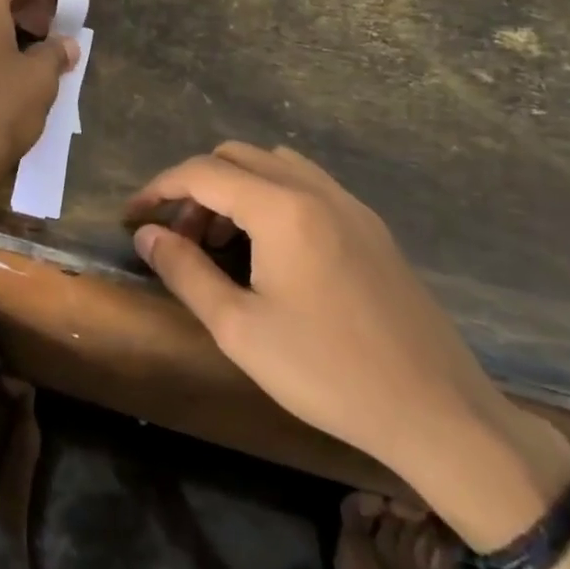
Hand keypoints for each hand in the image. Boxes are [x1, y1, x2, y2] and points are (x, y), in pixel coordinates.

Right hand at [128, 143, 569, 541]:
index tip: (132, 217)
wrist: (437, 412)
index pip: (203, 172)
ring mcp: (351, 205)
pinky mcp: (372, 227)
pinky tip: (270, 248)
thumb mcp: (239, 328)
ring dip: (235, 187)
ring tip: (220, 241)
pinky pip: (307, 185)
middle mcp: (317, 190)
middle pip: (238, 157)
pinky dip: (272, 196)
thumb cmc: (327, 372)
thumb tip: (147, 234)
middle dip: (196, 186)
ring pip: (275, 165)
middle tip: (179, 235)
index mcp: (282, 208)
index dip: (159, 188)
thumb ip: (186, 271)